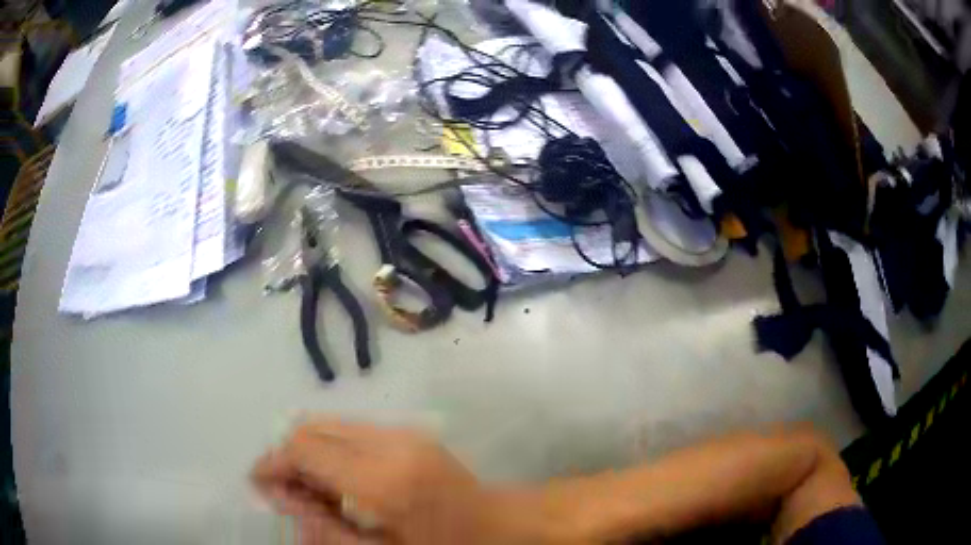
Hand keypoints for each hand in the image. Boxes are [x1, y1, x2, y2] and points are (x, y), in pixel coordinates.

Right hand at [251, 419, 562, 544]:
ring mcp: (402, 431)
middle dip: (287, 455)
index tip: (258, 482)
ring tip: (310, 488)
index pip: (305, 449)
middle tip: (285, 491)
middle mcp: (389, 442)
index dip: (273, 462)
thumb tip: (280, 497)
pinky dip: (330, 448)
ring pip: (329, 424)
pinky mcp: (408, 430)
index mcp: (382, 480)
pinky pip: (350, 430)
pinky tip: (336, 478)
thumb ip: (325, 527)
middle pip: (312, 428)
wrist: (498, 522)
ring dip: (307, 450)